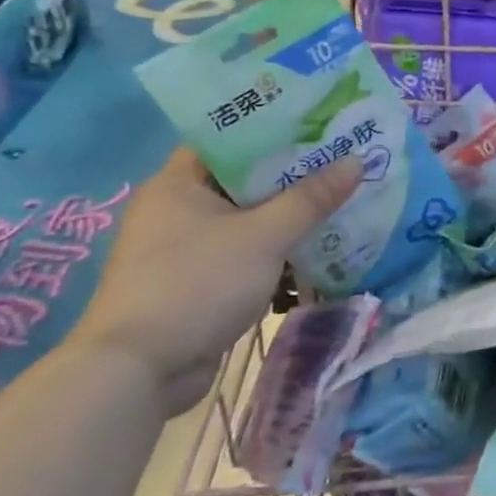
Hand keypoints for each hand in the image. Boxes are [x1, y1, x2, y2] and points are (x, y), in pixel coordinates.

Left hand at [71, 149, 361, 415]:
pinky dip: (277, 252)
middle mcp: (177, 209)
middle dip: (295, 175)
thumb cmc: (196, 284)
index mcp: (179, 183)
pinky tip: (317, 251)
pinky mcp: (197, 282)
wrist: (139, 372)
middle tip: (344, 160)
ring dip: (290, 217)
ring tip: (341, 202)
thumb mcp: (265, 236)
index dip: (275, 127)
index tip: (321, 123)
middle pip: (245, 179)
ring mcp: (185, 248)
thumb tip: (357, 160)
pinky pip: (246, 253)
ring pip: (249, 219)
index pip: (229, 137)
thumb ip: (311, 198)